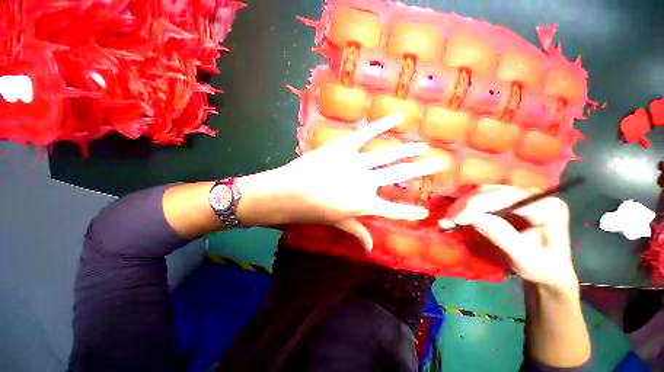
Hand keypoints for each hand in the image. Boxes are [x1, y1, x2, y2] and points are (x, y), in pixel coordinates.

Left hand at [237, 114, 447, 250]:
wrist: (288, 193)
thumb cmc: (311, 211)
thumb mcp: (337, 223)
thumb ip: (356, 232)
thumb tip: (369, 248)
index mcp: (365, 204)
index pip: (394, 211)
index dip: (410, 213)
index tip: (424, 212)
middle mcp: (366, 183)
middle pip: (400, 176)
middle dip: (421, 170)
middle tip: (440, 164)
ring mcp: (356, 163)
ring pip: (388, 155)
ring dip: (408, 150)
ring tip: (423, 146)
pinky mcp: (345, 147)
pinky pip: (367, 134)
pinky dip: (382, 124)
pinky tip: (397, 118)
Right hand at [439, 186, 578, 291]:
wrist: (549, 271)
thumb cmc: (542, 269)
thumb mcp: (526, 260)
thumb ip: (504, 237)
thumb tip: (475, 219)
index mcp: (547, 207)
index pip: (506, 198)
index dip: (477, 206)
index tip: (456, 220)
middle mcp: (534, 195)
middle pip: (492, 192)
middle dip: (466, 205)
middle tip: (447, 220)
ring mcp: (520, 196)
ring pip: (483, 192)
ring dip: (463, 205)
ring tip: (449, 219)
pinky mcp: (508, 200)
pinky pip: (482, 197)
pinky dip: (466, 206)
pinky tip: (456, 215)